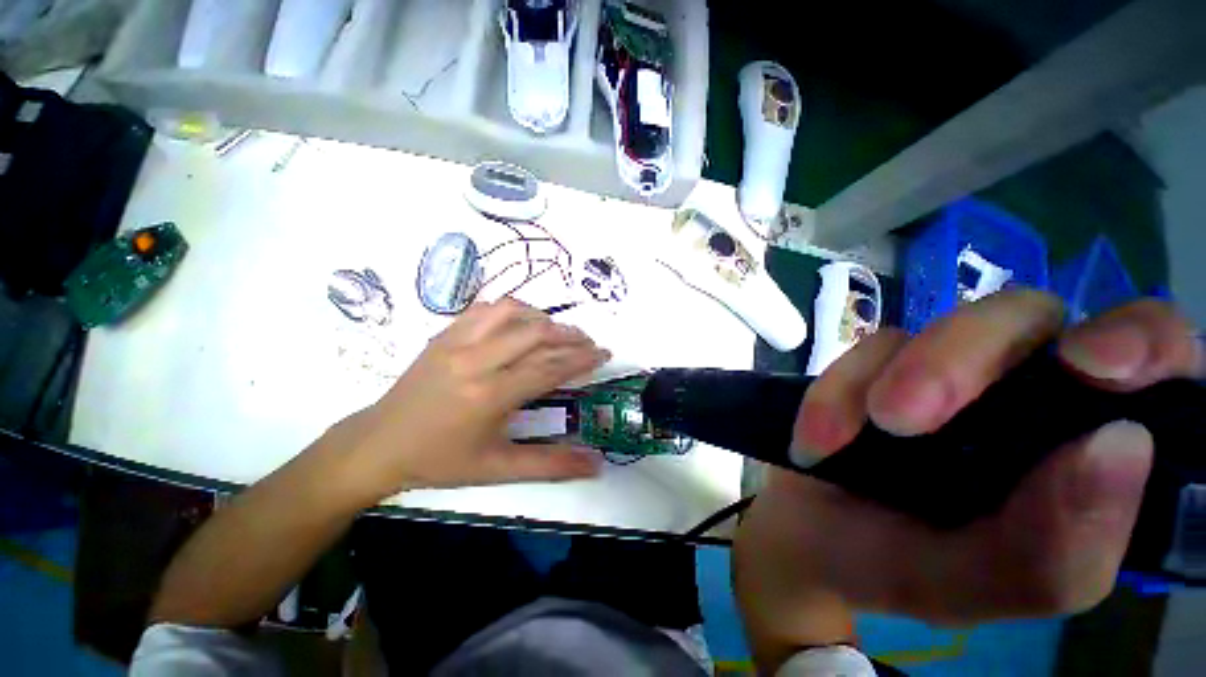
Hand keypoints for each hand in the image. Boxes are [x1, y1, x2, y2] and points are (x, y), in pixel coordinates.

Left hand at [330, 299, 609, 500]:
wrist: (379, 444)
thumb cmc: (440, 460)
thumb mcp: (498, 469)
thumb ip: (550, 465)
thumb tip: (596, 464)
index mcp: (490, 395)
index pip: (549, 367)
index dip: (582, 359)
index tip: (603, 353)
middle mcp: (476, 360)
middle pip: (536, 333)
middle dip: (571, 335)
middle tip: (588, 342)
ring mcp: (457, 341)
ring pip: (512, 312)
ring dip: (543, 318)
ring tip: (558, 332)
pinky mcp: (444, 333)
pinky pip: (485, 308)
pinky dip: (512, 310)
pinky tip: (521, 323)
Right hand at [734, 294, 1201, 663]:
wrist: (812, 543)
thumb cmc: (902, 570)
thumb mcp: (979, 588)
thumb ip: (1055, 550)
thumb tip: (1123, 446)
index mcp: (1081, 451)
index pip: (1152, 363)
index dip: (1140, 342)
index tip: (1096, 368)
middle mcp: (1028, 393)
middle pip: (1029, 318)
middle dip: (963, 358)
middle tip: (901, 419)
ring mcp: (948, 370)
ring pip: (940, 323)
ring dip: (883, 379)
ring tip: (832, 443)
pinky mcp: (881, 364)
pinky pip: (864, 351)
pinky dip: (833, 392)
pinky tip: (815, 442)